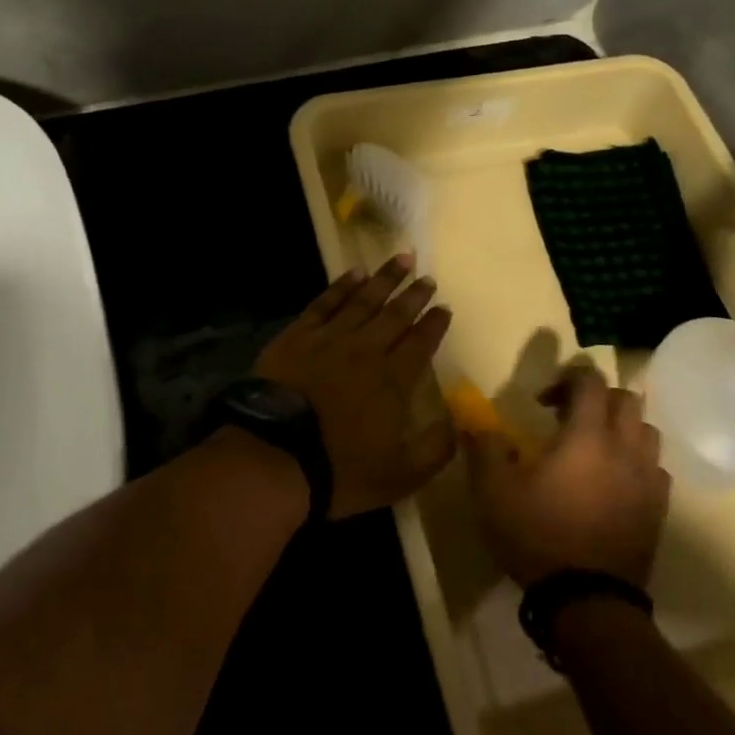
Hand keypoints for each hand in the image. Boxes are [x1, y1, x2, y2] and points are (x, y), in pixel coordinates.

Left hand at [254, 256, 455, 517]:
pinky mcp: (297, 336)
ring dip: (384, 279)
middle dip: (414, 295)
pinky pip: (325, 303)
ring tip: (401, 259)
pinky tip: (354, 273)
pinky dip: (341, 286)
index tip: (444, 307)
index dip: (434, 324)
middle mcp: (366, 350)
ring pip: (363, 300)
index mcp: (393, 380)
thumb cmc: (340, 470)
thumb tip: (460, 421)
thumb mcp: (401, 475)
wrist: (275, 457)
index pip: (420, 343)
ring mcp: (329, 339)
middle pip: (395, 315)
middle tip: (427, 277)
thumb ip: (436, 448)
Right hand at [467, 365, 668, 587]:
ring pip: (646, 430)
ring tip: (594, 447)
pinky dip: (636, 462)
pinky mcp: (658, 508)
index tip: (542, 401)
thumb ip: (483, 447)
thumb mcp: (493, 490)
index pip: (590, 380)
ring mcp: (647, 479)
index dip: (566, 378)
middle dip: (596, 398)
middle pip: (625, 398)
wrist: (587, 601)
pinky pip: (655, 467)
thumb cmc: (538, 535)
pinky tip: (613, 481)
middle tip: (568, 418)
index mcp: (586, 435)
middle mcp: (624, 448)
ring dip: (621, 427)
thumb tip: (473, 420)